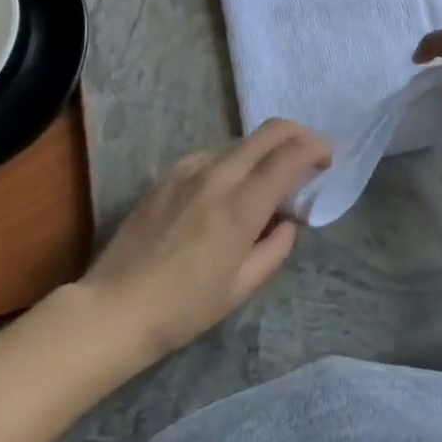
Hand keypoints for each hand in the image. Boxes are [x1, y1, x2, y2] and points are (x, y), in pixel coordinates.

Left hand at [82, 120, 331, 358]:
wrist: (113, 309)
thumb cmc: (183, 309)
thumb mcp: (240, 288)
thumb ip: (275, 249)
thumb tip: (289, 222)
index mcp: (241, 206)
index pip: (290, 155)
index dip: (316, 147)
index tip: (327, 159)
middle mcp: (219, 175)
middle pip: (269, 132)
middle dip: (297, 134)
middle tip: (308, 156)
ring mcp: (190, 169)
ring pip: (241, 143)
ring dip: (263, 152)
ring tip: (263, 183)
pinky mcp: (168, 173)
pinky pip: (211, 155)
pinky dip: (231, 164)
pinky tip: (222, 193)